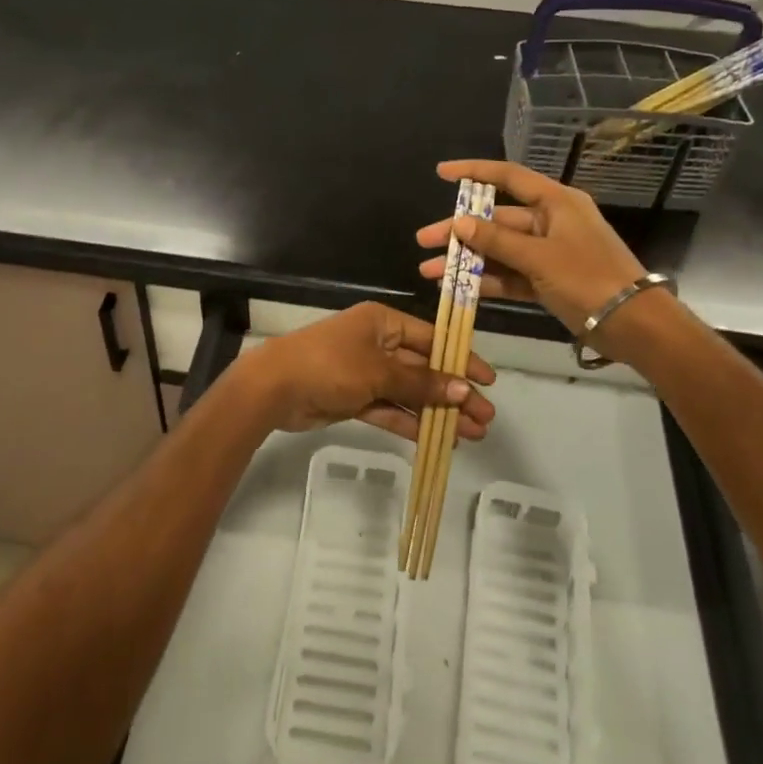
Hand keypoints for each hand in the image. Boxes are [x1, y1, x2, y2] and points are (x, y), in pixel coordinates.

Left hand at [233, 302, 496, 441]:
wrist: (274, 388)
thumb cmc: (329, 365)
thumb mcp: (378, 371)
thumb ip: (420, 383)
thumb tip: (463, 390)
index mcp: (383, 323)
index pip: (432, 339)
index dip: (461, 359)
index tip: (488, 382)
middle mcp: (377, 344)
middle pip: (423, 369)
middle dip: (454, 393)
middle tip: (486, 419)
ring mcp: (365, 373)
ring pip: (409, 393)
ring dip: (437, 413)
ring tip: (471, 435)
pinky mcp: (354, 400)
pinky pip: (390, 410)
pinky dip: (411, 423)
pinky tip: (437, 441)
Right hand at [416, 159, 645, 332]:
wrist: (634, 324)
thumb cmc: (589, 278)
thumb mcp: (540, 257)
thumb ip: (497, 240)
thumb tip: (459, 222)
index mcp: (556, 203)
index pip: (508, 178)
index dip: (473, 172)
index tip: (441, 172)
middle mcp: (551, 222)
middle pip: (496, 220)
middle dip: (459, 231)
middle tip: (424, 241)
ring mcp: (549, 252)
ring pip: (499, 250)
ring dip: (468, 260)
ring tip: (430, 271)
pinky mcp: (548, 279)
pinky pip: (511, 274)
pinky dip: (487, 280)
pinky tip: (457, 288)